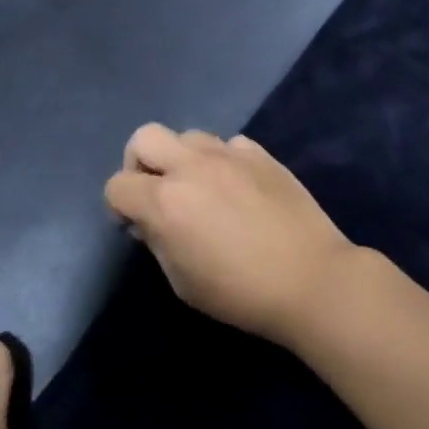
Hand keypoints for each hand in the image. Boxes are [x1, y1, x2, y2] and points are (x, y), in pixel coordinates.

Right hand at [103, 124, 360, 344]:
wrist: (312, 280)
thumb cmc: (241, 293)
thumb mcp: (182, 282)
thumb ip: (157, 242)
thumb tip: (149, 222)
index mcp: (165, 202)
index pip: (117, 185)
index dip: (118, 206)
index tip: (135, 226)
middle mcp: (191, 167)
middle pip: (144, 138)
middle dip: (139, 163)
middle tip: (156, 193)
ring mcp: (228, 154)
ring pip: (186, 135)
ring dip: (181, 159)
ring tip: (200, 188)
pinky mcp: (259, 154)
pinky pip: (227, 145)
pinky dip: (222, 161)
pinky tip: (237, 188)